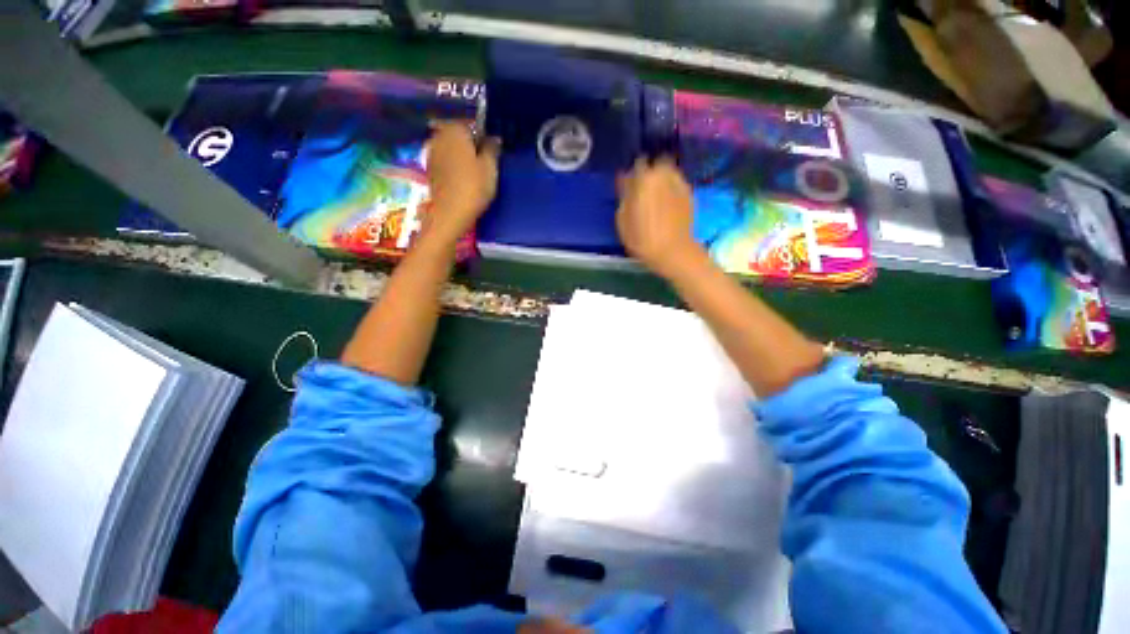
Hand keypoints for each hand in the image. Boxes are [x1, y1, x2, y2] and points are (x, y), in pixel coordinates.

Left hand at [424, 122, 500, 243]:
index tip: (492, 152)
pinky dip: (454, 165)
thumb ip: (492, 148)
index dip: (484, 137)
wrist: (451, 212)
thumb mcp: (490, 167)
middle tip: (485, 163)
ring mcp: (432, 151)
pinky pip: (446, 159)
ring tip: (475, 172)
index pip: (473, 125)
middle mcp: (440, 135)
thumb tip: (494, 138)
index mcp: (455, 130)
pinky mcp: (430, 168)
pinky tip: (463, 179)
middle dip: (471, 145)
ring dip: (462, 155)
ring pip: (452, 147)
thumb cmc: (474, 187)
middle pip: (459, 135)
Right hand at [616, 156, 704, 278]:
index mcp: (645, 178)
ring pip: (668, 172)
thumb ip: (624, 196)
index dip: (631, 174)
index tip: (627, 185)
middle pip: (656, 164)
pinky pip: (676, 183)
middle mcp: (664, 174)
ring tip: (655, 195)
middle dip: (649, 172)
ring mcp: (679, 182)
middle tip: (642, 188)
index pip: (636, 164)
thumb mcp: (623, 220)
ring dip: (661, 178)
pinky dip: (670, 188)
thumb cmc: (642, 238)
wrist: (674, 251)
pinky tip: (666, 203)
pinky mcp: (689, 193)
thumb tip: (626, 182)